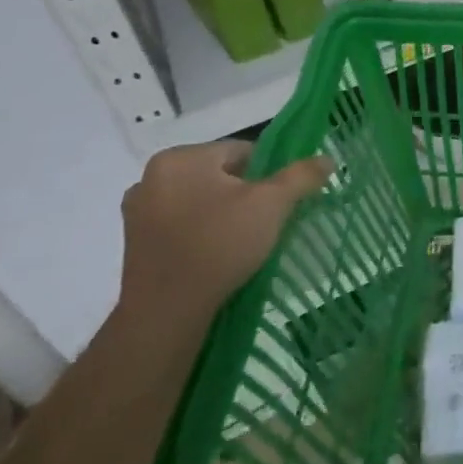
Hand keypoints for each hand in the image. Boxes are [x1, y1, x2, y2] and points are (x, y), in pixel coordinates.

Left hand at [119, 141, 331, 324]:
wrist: (165, 312)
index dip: (269, 173)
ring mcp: (138, 211)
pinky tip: (216, 253)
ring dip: (222, 212)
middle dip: (245, 193)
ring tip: (243, 240)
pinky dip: (201, 231)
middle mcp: (151, 176)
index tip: (280, 200)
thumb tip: (327, 159)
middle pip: (219, 175)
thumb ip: (301, 175)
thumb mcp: (272, 204)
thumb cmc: (220, 245)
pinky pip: (181, 223)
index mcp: (180, 158)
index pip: (241, 151)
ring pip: (200, 200)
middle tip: (265, 221)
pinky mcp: (134, 241)